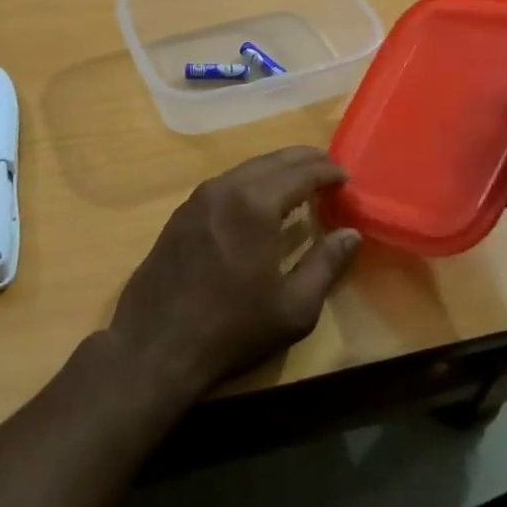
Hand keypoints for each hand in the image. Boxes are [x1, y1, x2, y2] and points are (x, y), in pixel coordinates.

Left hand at [108, 147, 361, 403]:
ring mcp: (198, 198)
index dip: (329, 171)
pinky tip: (260, 203)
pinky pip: (226, 184)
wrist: (155, 346)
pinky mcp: (181, 214)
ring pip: (247, 169)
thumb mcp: (294, 306)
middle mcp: (225, 188)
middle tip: (330, 170)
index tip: (347, 179)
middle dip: (305, 161)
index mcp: (255, 203)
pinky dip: (251, 183)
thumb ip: (326, 264)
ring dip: (277, 170)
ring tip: (300, 184)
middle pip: (273, 160)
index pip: (302, 171)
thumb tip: (351, 234)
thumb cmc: (232, 329)